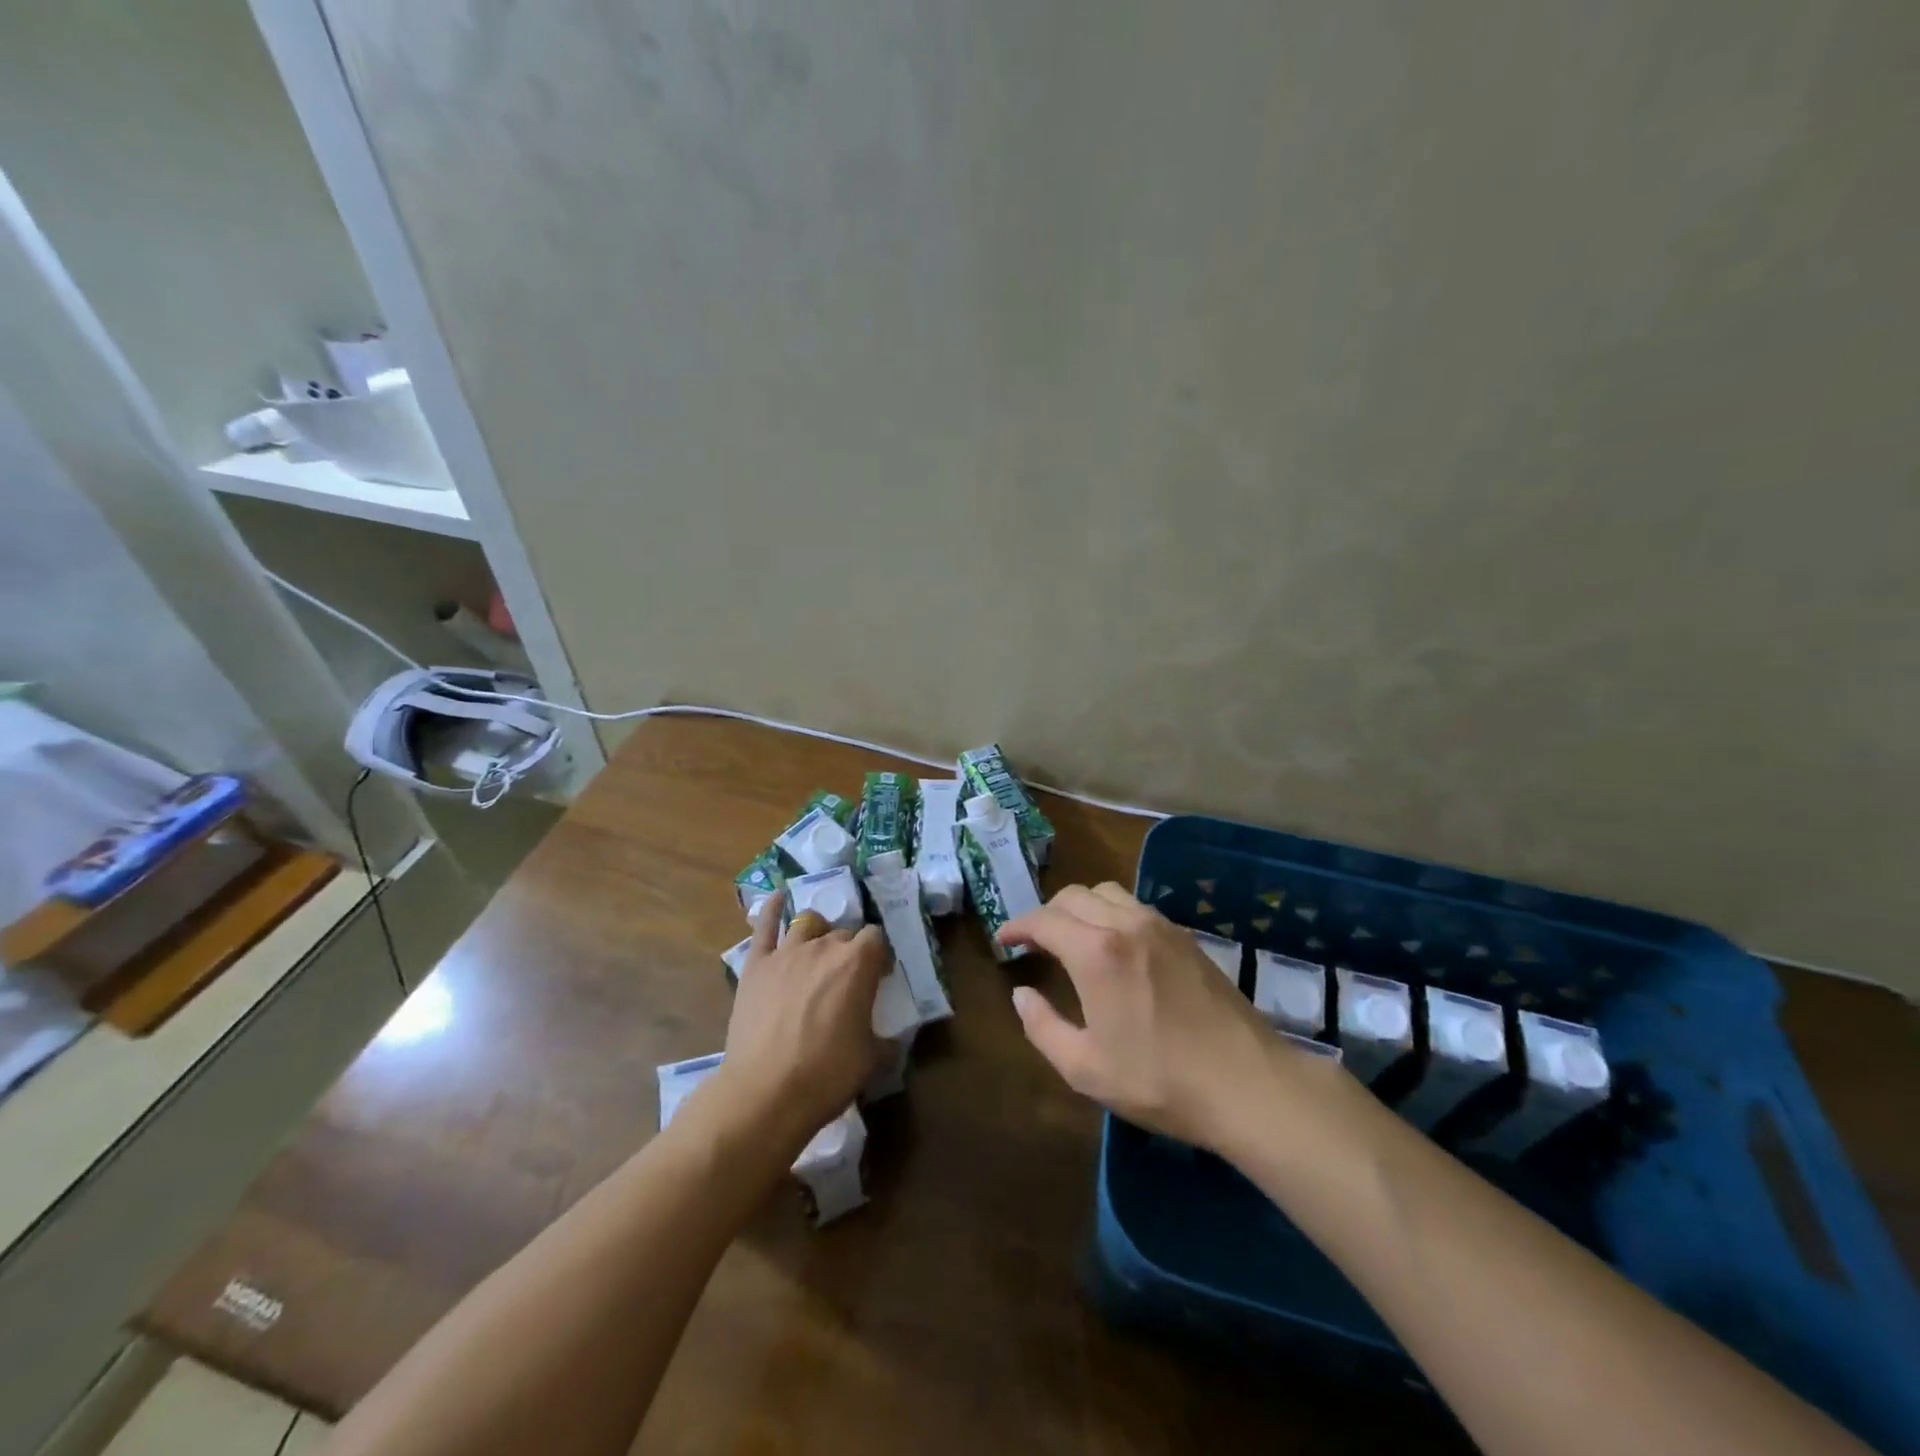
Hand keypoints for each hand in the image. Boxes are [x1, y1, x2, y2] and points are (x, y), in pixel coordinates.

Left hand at [707, 892, 887, 1155]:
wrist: (766, 1093)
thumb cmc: (827, 1075)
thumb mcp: (871, 1059)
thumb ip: (885, 1040)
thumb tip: (892, 1041)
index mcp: (858, 963)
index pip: (876, 939)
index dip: (879, 956)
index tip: (878, 977)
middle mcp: (824, 946)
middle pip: (843, 933)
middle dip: (849, 950)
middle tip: (847, 979)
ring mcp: (786, 952)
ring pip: (808, 923)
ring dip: (818, 932)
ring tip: (817, 950)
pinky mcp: (756, 965)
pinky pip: (764, 927)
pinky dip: (772, 910)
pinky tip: (778, 899)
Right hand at [1002, 883, 1320, 1149]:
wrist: (1247, 1084)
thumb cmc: (1159, 1079)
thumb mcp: (1085, 1068)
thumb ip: (1042, 1027)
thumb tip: (1021, 994)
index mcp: (1095, 951)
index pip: (1044, 920)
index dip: (1017, 925)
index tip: (1003, 939)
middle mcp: (1126, 924)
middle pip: (1074, 896)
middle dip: (1046, 912)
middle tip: (1033, 940)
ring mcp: (1161, 926)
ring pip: (1107, 892)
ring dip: (1080, 906)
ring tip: (1072, 936)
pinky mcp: (1186, 937)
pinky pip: (1136, 906)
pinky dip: (1111, 912)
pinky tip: (1114, 945)